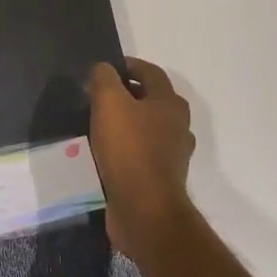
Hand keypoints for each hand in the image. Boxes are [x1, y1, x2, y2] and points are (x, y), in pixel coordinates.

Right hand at [87, 58, 195, 267]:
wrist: (144, 211)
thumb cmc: (129, 149)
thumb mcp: (109, 102)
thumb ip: (104, 78)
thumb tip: (103, 69)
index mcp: (170, 103)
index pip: (150, 72)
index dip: (128, 65)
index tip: (105, 69)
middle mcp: (177, 125)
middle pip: (151, 100)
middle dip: (126, 95)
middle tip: (98, 97)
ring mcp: (172, 155)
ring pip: (147, 128)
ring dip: (126, 123)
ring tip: (98, 125)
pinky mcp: (161, 179)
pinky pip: (142, 154)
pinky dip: (126, 149)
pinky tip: (105, 153)